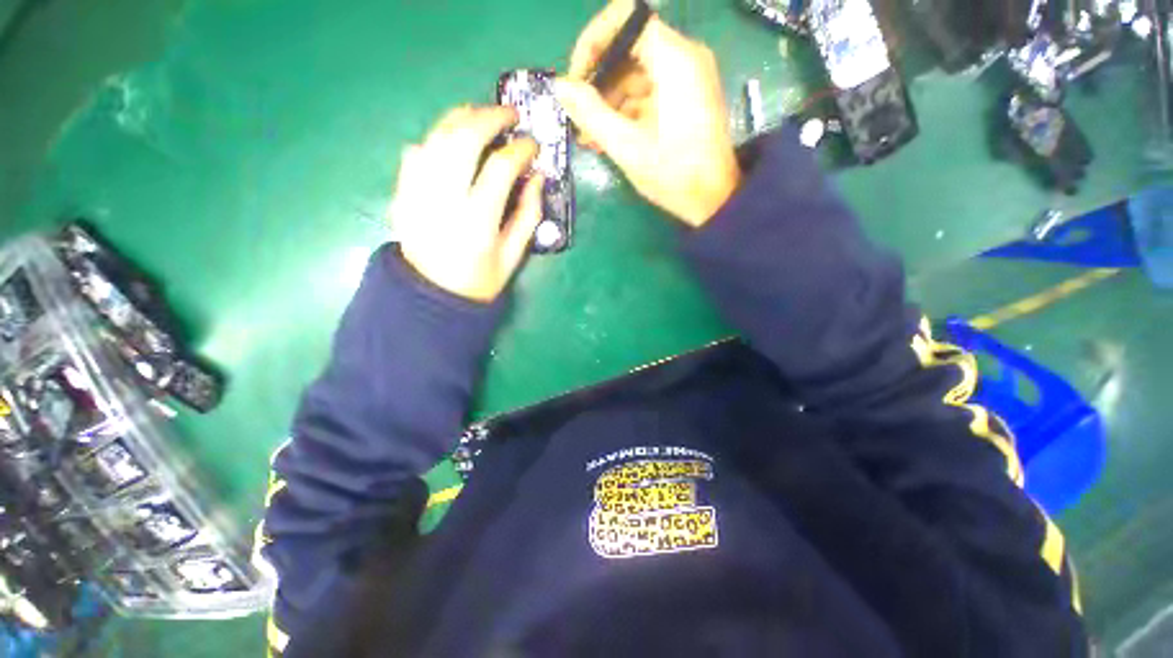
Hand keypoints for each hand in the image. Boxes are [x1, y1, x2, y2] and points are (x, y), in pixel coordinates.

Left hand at [389, 106, 543, 302]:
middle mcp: (444, 201)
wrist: (431, 298)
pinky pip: (415, 153)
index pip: (500, 169)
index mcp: (477, 222)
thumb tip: (537, 179)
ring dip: (461, 118)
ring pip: (436, 138)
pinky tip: (451, 141)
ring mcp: (417, 194)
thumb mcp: (513, 257)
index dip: (520, 151)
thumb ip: (528, 216)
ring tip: (482, 116)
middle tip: (509, 115)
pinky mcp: (402, 194)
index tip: (533, 146)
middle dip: (489, 118)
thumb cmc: (479, 282)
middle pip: (463, 140)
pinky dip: (435, 139)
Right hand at [555, 2, 739, 226]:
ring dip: (608, 102)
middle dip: (598, 81)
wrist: (714, 200)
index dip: (594, 41)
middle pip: (629, 49)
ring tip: (588, 137)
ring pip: (635, 75)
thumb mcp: (627, 146)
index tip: (577, 77)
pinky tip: (607, 138)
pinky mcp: (684, 99)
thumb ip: (590, 113)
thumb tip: (560, 86)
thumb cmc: (673, 174)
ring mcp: (686, 79)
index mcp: (674, 59)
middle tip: (577, 115)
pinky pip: (647, 94)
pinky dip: (626, 111)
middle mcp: (683, 58)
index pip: (626, 17)